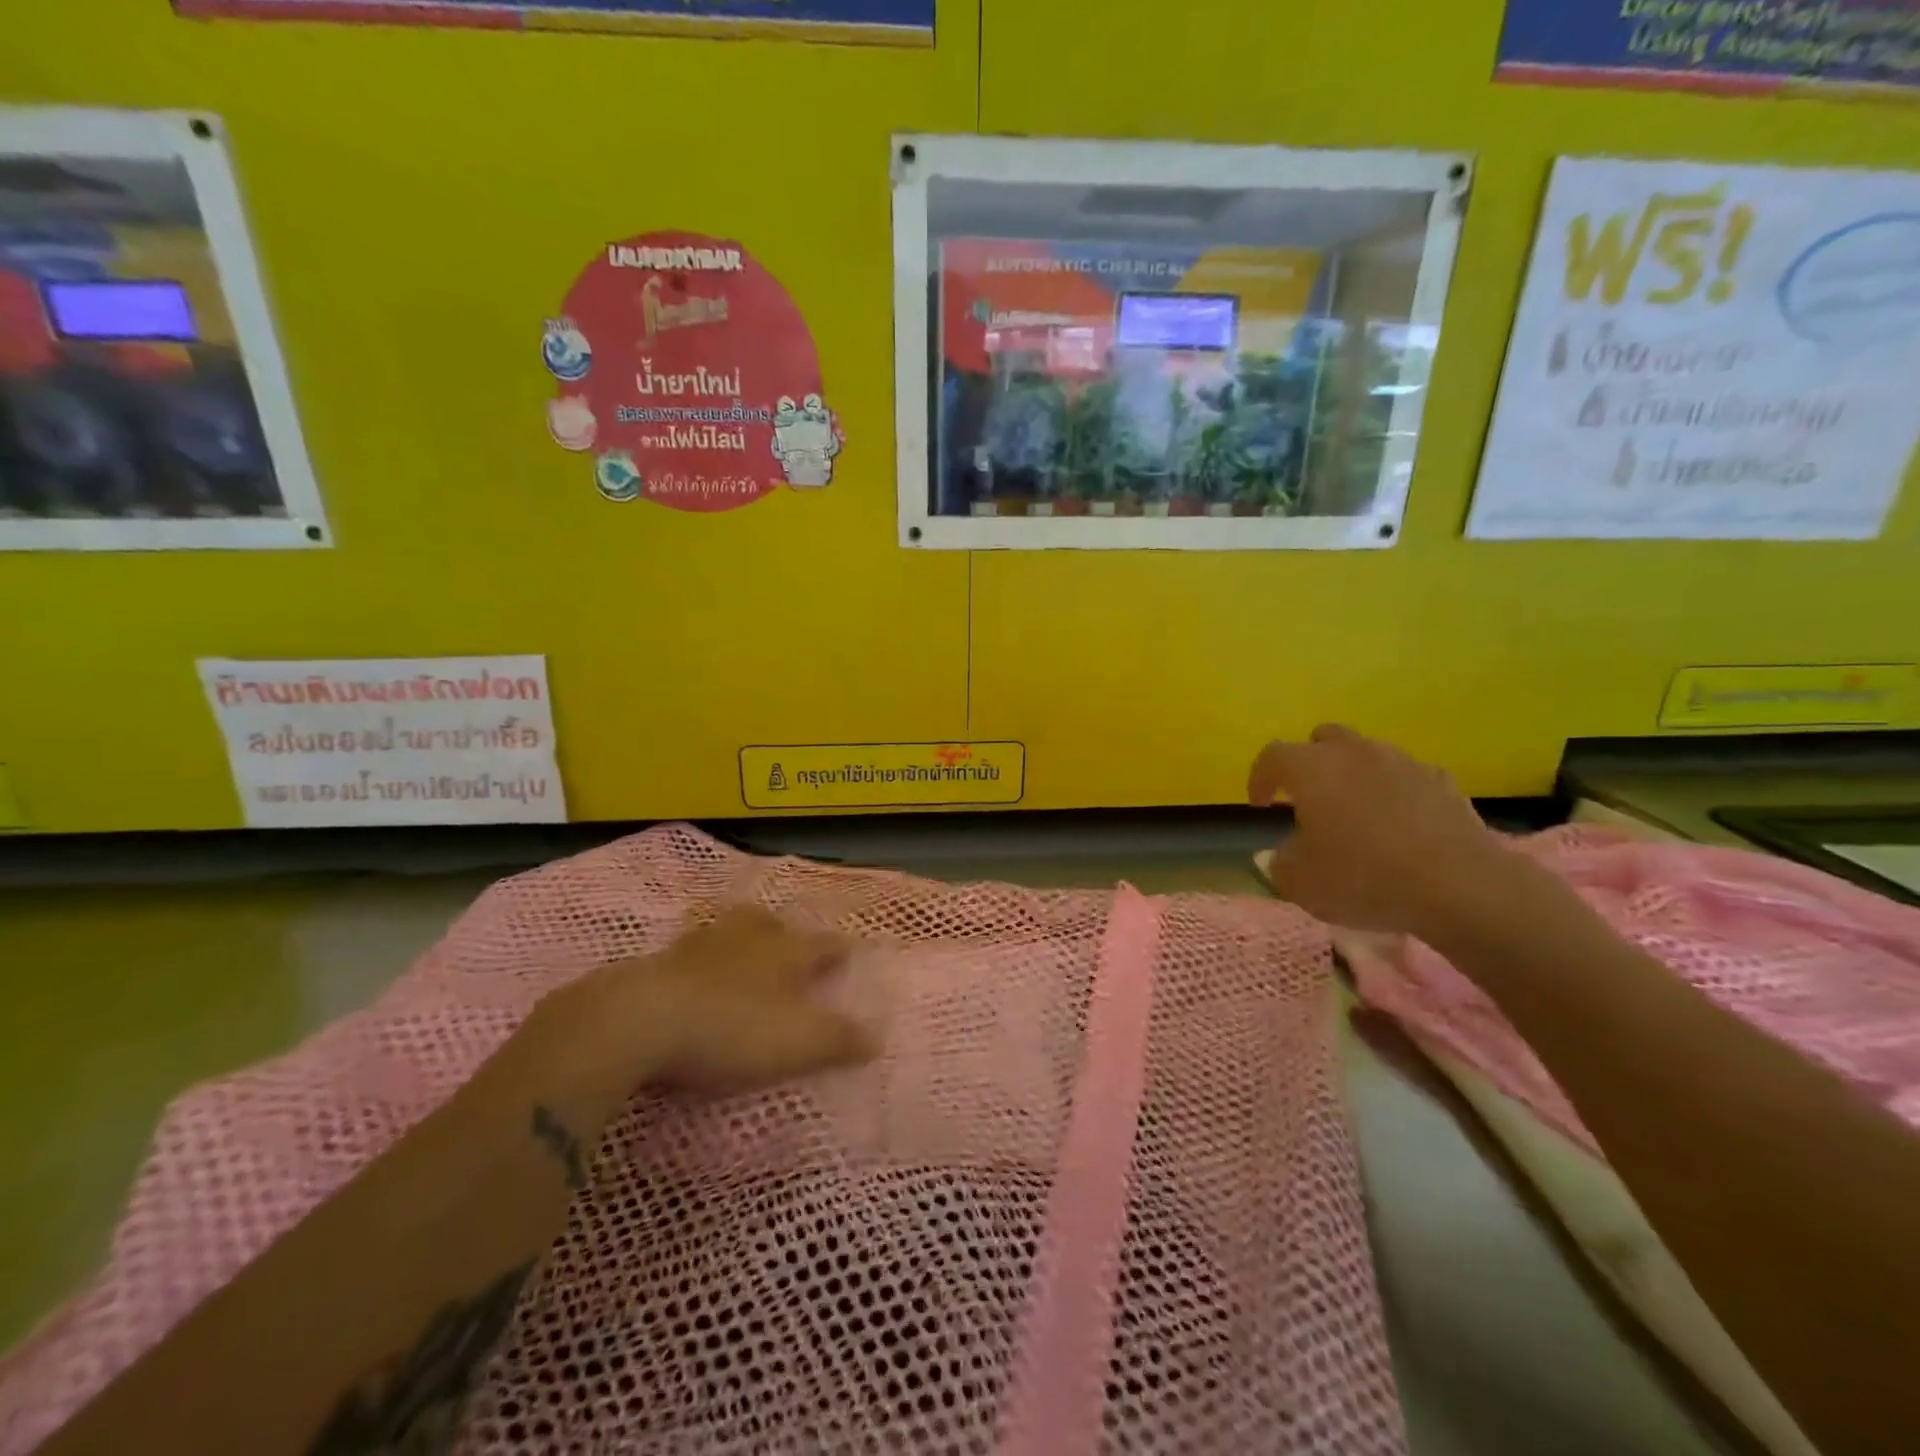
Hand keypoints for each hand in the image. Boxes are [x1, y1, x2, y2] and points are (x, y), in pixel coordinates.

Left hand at [560, 906, 879, 1101]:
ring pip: (728, 931)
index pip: (822, 945)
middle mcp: (746, 939)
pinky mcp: (658, 963)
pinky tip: (692, 976)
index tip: (850, 951)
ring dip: (739, 938)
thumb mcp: (797, 1043)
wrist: (642, 1020)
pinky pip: (688, 952)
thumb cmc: (733, 1029)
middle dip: (783, 931)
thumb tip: (877, 1037)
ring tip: (741, 952)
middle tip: (788, 941)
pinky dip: (698, 961)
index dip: (839, 950)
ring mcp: (699, 946)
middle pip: (770, 924)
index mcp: (785, 952)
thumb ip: (839, 1040)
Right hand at [1247, 724, 1515, 937]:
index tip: (1260, 805)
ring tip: (1354, 811)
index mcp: (1311, 769)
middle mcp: (1354, 753)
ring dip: (1353, 774)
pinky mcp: (1443, 782)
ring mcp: (1403, 763)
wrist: (1460, 886)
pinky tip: (1398, 824)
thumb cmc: (1363, 878)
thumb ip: (1279, 862)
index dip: (1260, 778)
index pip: (1272, 756)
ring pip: (1367, 753)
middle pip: (1322, 739)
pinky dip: (1394, 792)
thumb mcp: (1300, 882)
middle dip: (1309, 762)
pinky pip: (1406, 776)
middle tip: (1307, 797)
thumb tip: (1278, 853)